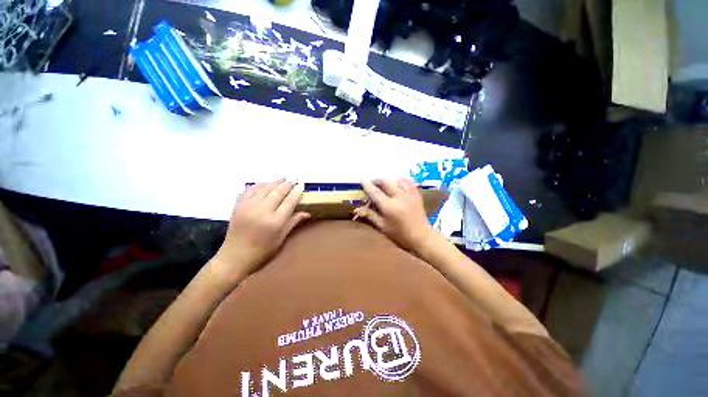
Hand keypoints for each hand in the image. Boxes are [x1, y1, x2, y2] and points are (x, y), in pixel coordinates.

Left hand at [211, 179, 309, 279]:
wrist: (234, 257)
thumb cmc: (263, 251)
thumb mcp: (281, 238)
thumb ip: (293, 222)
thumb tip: (307, 213)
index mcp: (276, 221)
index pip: (290, 201)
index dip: (296, 192)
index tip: (301, 185)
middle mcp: (263, 211)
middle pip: (278, 192)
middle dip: (287, 184)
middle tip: (293, 179)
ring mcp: (249, 207)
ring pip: (264, 188)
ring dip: (274, 182)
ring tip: (282, 177)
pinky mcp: (238, 206)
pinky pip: (250, 190)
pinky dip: (258, 185)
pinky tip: (264, 183)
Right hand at [355, 178, 433, 251]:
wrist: (421, 236)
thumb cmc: (400, 234)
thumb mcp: (383, 226)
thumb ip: (370, 215)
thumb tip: (357, 208)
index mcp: (389, 207)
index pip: (375, 192)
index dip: (367, 185)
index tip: (362, 179)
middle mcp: (399, 198)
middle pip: (386, 182)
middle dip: (377, 180)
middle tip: (373, 183)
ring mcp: (410, 194)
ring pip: (397, 179)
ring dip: (389, 180)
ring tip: (385, 184)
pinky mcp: (416, 194)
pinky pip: (408, 181)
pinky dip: (401, 180)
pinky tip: (397, 182)